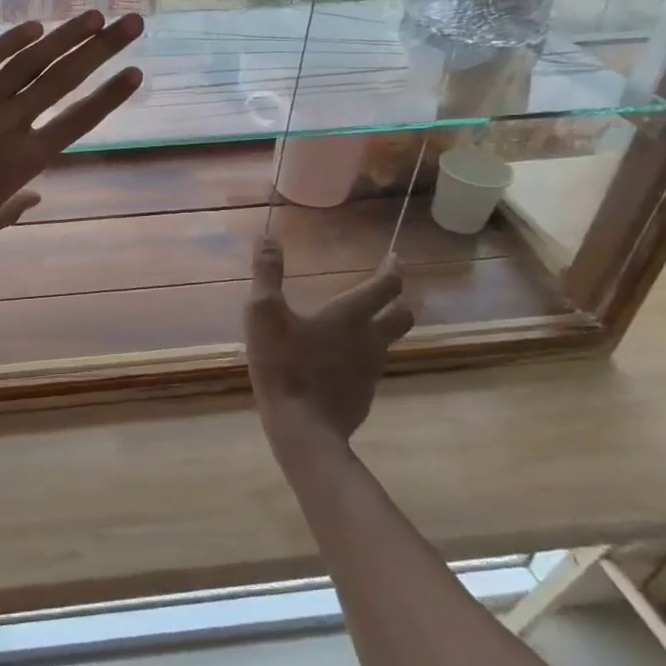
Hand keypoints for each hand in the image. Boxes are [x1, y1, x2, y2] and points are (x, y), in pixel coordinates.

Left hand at [0, 12, 143, 275]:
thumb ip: (14, 205)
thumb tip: (36, 195)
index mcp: (24, 163)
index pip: (79, 120)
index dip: (110, 95)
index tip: (136, 72)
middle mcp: (9, 126)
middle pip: (64, 80)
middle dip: (102, 49)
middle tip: (131, 23)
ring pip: (29, 62)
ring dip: (65, 36)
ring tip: (92, 15)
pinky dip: (10, 39)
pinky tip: (34, 25)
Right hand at [244, 237, 413, 454]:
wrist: (302, 428)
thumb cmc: (283, 365)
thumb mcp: (263, 313)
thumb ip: (266, 274)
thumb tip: (267, 237)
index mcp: (350, 315)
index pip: (385, 286)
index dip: (391, 270)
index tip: (394, 258)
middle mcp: (370, 339)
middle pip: (402, 316)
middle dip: (397, 301)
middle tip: (385, 293)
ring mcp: (370, 370)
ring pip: (388, 343)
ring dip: (382, 330)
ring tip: (363, 326)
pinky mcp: (363, 394)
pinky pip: (371, 368)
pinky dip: (363, 359)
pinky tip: (341, 363)